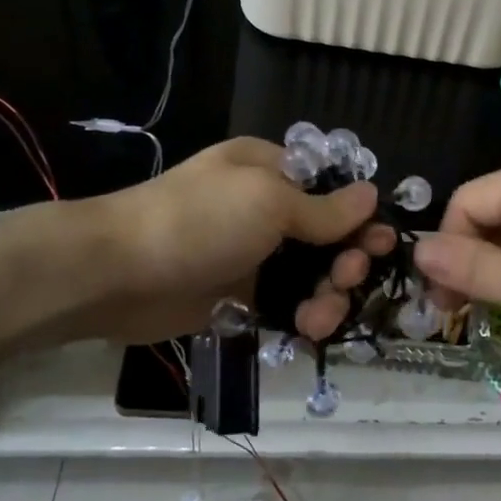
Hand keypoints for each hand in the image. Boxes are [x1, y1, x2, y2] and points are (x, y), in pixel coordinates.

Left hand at [45, 138, 393, 346]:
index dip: (360, 217)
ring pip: (309, 276)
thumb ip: (323, 208)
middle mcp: (264, 209)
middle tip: (349, 278)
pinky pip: (285, 304)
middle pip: (327, 237)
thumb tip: (372, 196)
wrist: (118, 274)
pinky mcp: (239, 295)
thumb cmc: (198, 222)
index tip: (382, 244)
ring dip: (327, 296)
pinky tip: (308, 330)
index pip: (331, 190)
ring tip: (321, 317)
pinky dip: (302, 316)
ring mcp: (251, 255)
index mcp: (269, 170)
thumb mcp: (267, 201)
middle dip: (346, 260)